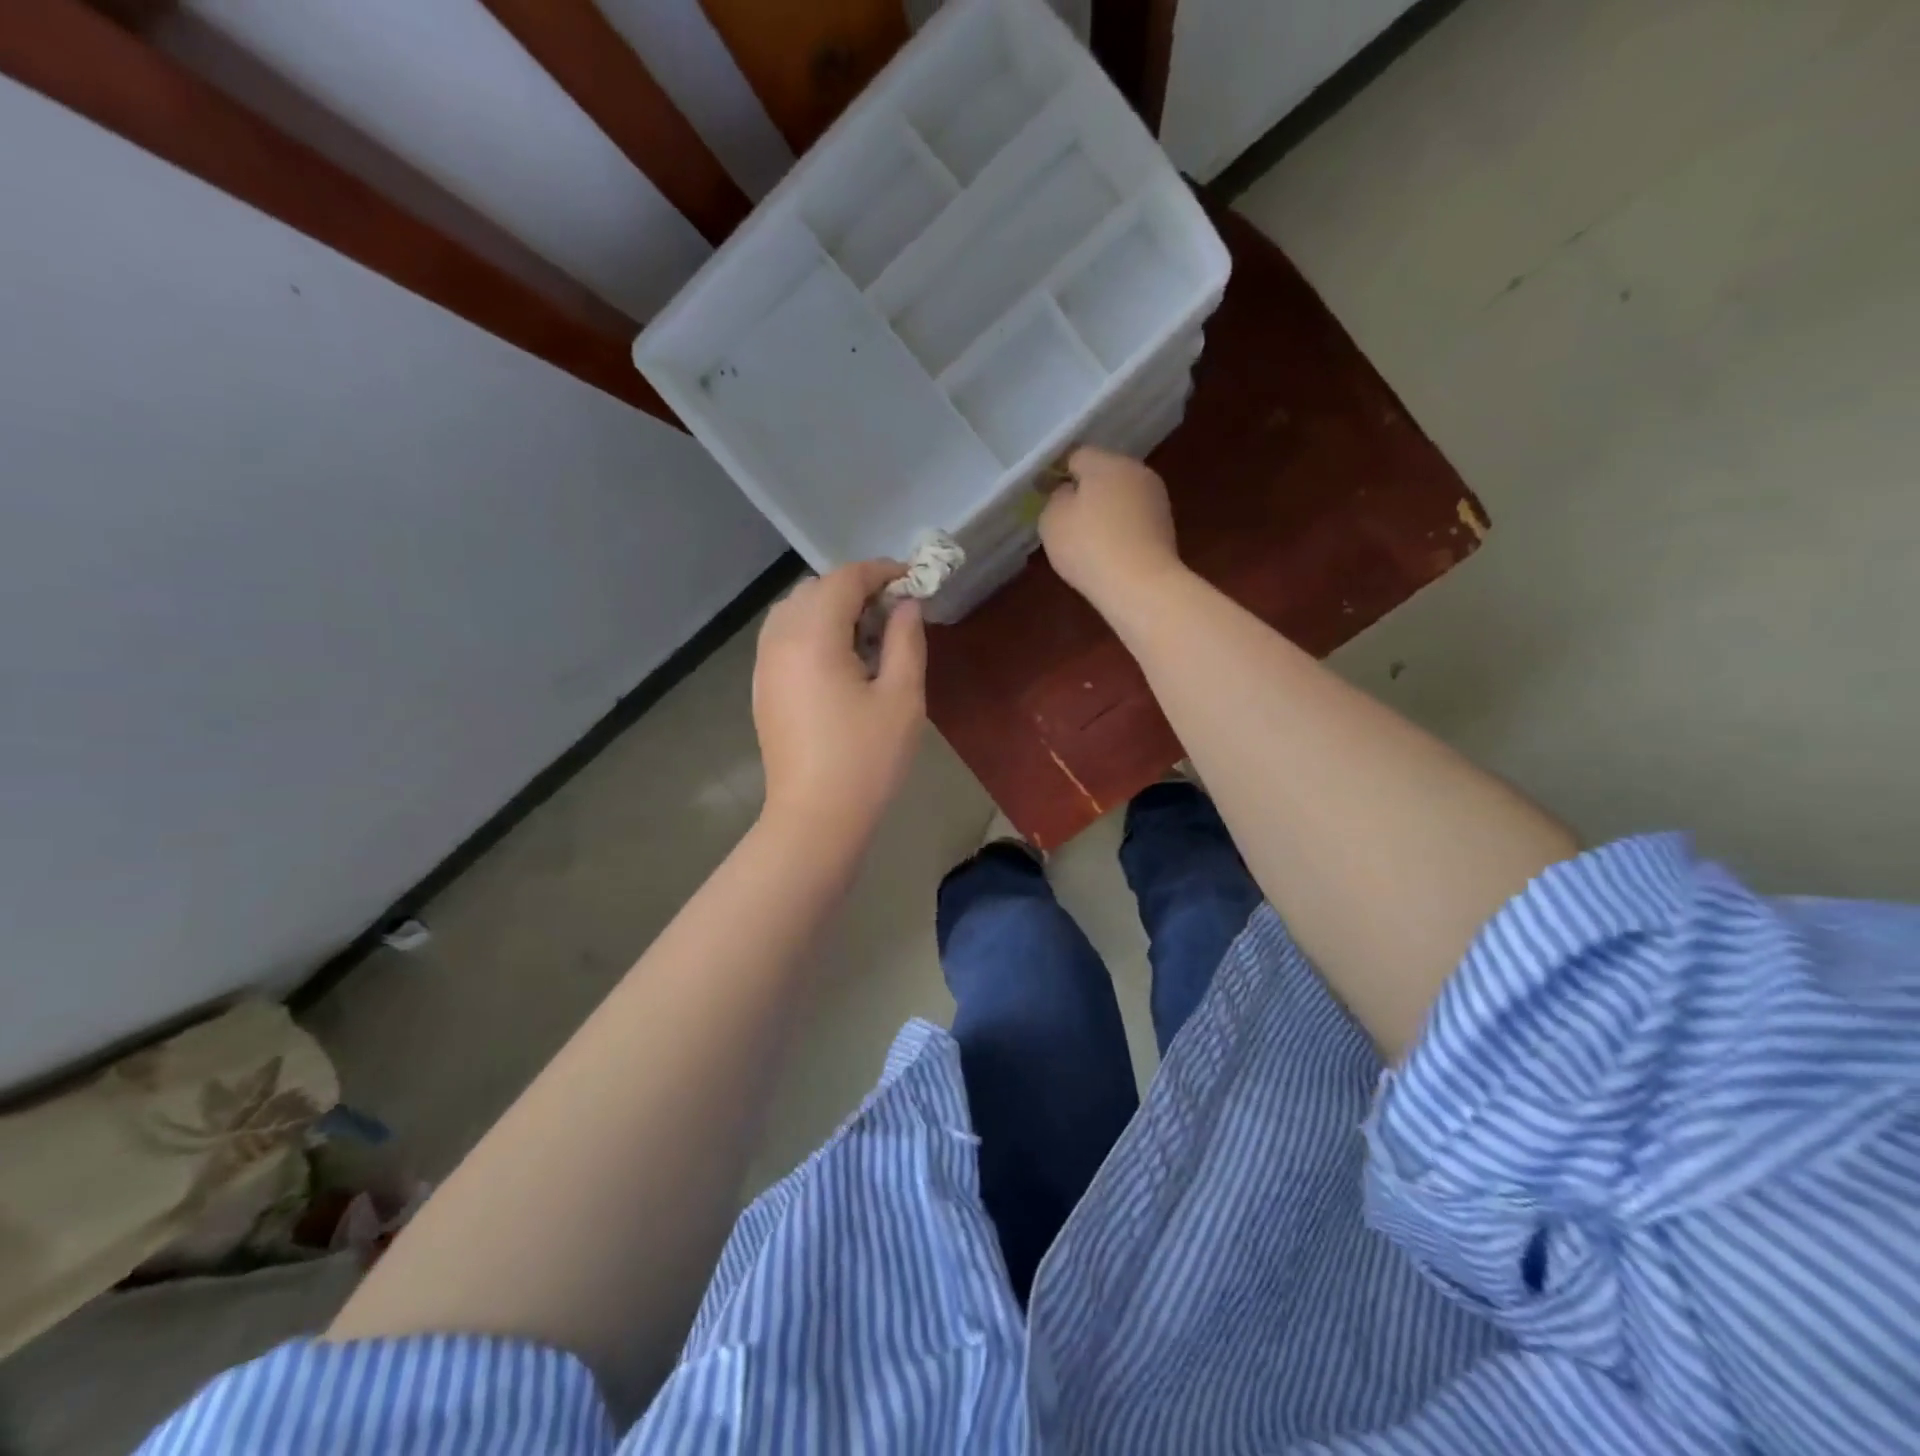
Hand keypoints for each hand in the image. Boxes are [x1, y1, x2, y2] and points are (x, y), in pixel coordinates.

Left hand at [753, 560, 926, 838]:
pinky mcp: (762, 687)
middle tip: (893, 610)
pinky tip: (839, 658)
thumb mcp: (902, 697)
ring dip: (830, 607)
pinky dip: (811, 629)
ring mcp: (764, 664)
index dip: (880, 572)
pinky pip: (783, 636)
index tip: (911, 580)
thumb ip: (906, 640)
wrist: (816, 816)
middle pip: (815, 589)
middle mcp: (779, 640)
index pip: (844, 580)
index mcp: (813, 637)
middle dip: (855, 587)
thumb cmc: (867, 758)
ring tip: (867, 633)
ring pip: (794, 610)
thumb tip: (906, 605)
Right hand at [1038, 447, 1183, 608]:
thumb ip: (1055, 498)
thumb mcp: (1052, 520)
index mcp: (1107, 462)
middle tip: (1065, 519)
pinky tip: (1109, 551)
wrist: (1141, 585)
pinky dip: (1120, 529)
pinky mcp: (1166, 526)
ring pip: (1121, 496)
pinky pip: (1134, 519)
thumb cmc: (1089, 547)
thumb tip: (1068, 492)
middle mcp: (1137, 471)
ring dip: (1105, 510)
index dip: (1057, 473)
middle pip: (1103, 473)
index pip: (1076, 455)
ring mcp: (1156, 498)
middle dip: (1085, 491)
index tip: (1044, 495)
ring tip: (1088, 539)